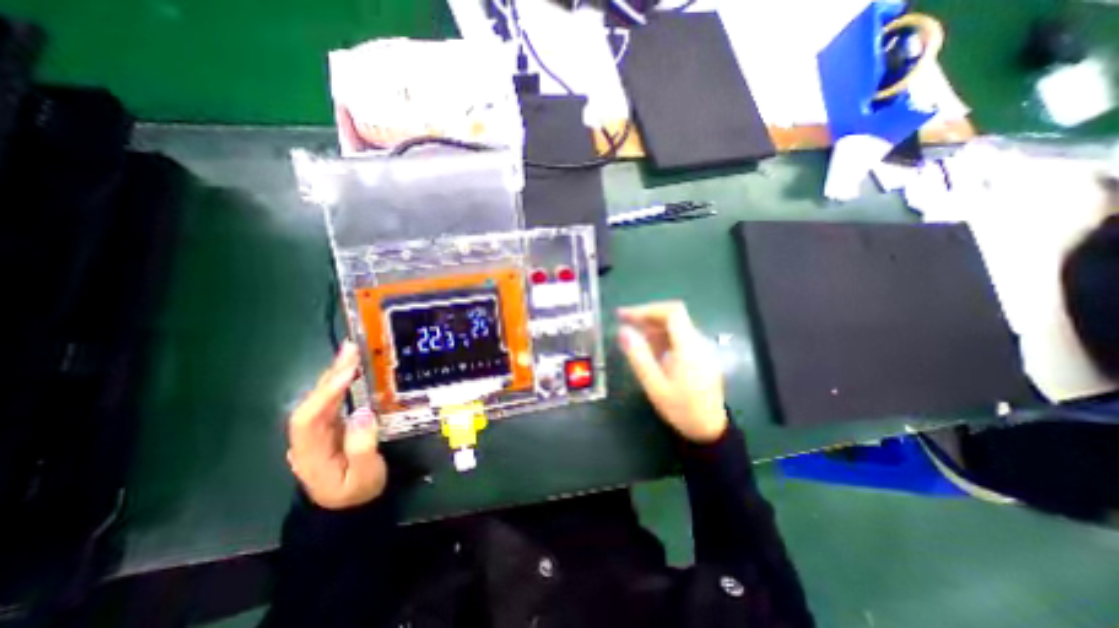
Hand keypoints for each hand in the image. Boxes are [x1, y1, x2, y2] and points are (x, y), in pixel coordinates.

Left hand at [285, 344, 388, 508]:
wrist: (349, 507)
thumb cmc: (358, 493)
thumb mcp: (365, 476)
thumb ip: (363, 447)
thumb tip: (362, 412)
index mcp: (310, 455)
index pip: (308, 419)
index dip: (325, 393)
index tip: (349, 372)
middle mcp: (307, 440)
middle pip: (311, 403)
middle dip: (330, 375)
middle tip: (351, 349)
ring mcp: (316, 432)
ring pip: (320, 399)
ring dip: (335, 374)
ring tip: (352, 351)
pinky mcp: (329, 426)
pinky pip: (331, 401)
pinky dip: (340, 383)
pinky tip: (351, 369)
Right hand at [615, 302, 731, 444]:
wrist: (709, 429)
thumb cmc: (680, 409)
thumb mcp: (654, 385)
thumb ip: (638, 356)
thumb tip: (622, 331)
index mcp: (689, 347)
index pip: (672, 312)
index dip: (647, 309)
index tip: (626, 315)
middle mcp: (698, 342)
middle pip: (673, 316)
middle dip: (647, 316)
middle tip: (623, 322)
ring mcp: (701, 348)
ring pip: (675, 326)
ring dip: (652, 327)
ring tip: (632, 336)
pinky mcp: (700, 355)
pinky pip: (679, 338)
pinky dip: (661, 337)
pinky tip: (649, 349)